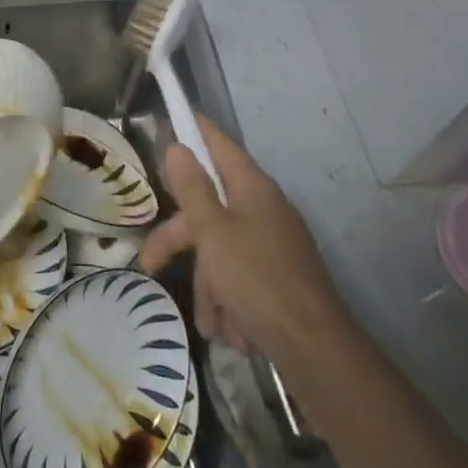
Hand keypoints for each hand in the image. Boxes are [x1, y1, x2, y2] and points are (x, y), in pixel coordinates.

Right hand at [138, 117, 345, 357]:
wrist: (317, 351)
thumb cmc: (258, 280)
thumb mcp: (213, 232)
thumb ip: (192, 188)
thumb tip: (178, 146)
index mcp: (251, 188)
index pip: (218, 144)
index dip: (194, 129)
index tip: (172, 116)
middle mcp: (263, 210)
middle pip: (208, 210)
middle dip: (181, 243)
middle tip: (150, 263)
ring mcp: (272, 245)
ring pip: (220, 253)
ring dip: (209, 288)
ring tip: (211, 325)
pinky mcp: (278, 280)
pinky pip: (240, 281)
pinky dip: (230, 305)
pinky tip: (229, 334)